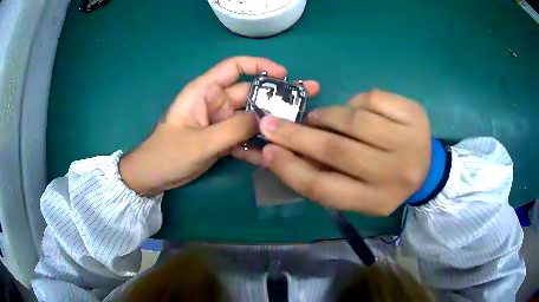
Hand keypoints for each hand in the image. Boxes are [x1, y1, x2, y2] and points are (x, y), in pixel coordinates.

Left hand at [120, 56, 318, 195]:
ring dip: (269, 125)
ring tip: (295, 132)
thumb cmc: (167, 154)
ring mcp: (219, 122)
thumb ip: (234, 129)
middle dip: (276, 99)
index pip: (234, 67)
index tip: (284, 74)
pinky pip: (242, 138)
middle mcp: (215, 102)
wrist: (152, 177)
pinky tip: (270, 155)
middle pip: (250, 93)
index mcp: (204, 91)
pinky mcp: (221, 139)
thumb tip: (266, 120)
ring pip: (249, 117)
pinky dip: (255, 145)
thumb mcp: (200, 142)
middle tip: (304, 103)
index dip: (259, 65)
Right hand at [238, 90, 430, 215]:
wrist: (427, 168)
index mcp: (377, 201)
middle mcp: (395, 174)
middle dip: (297, 135)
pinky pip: (371, 98)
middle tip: (272, 123)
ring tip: (320, 117)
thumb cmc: (386, 183)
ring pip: (353, 118)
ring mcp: (409, 141)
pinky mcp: (415, 114)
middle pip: (336, 150)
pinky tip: (359, 111)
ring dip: (328, 115)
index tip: (268, 152)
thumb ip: (326, 177)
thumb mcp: (358, 192)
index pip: (325, 188)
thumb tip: (286, 152)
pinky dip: (356, 102)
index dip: (290, 169)